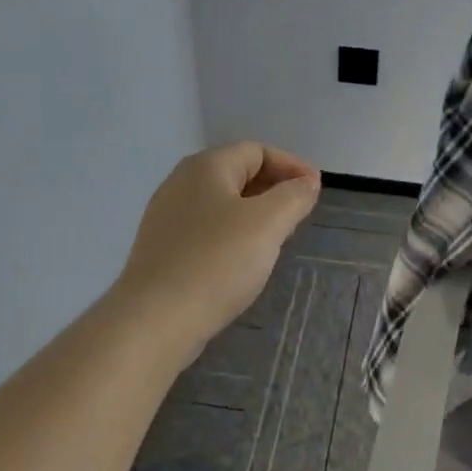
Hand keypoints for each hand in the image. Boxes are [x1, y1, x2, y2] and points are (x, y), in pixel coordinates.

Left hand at [115, 141, 320, 355]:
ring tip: (277, 238)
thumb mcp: (268, 223)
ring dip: (254, 213)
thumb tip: (308, 181)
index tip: (316, 191)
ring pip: (222, 203)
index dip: (291, 165)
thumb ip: (293, 197)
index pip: (256, 150)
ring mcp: (167, 217)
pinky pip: (207, 229)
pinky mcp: (163, 249)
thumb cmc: (217, 262)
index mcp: (206, 167)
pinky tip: (243, 260)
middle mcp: (181, 183)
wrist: (155, 320)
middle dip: (274, 188)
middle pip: (237, 173)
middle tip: (300, 215)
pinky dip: (233, 234)